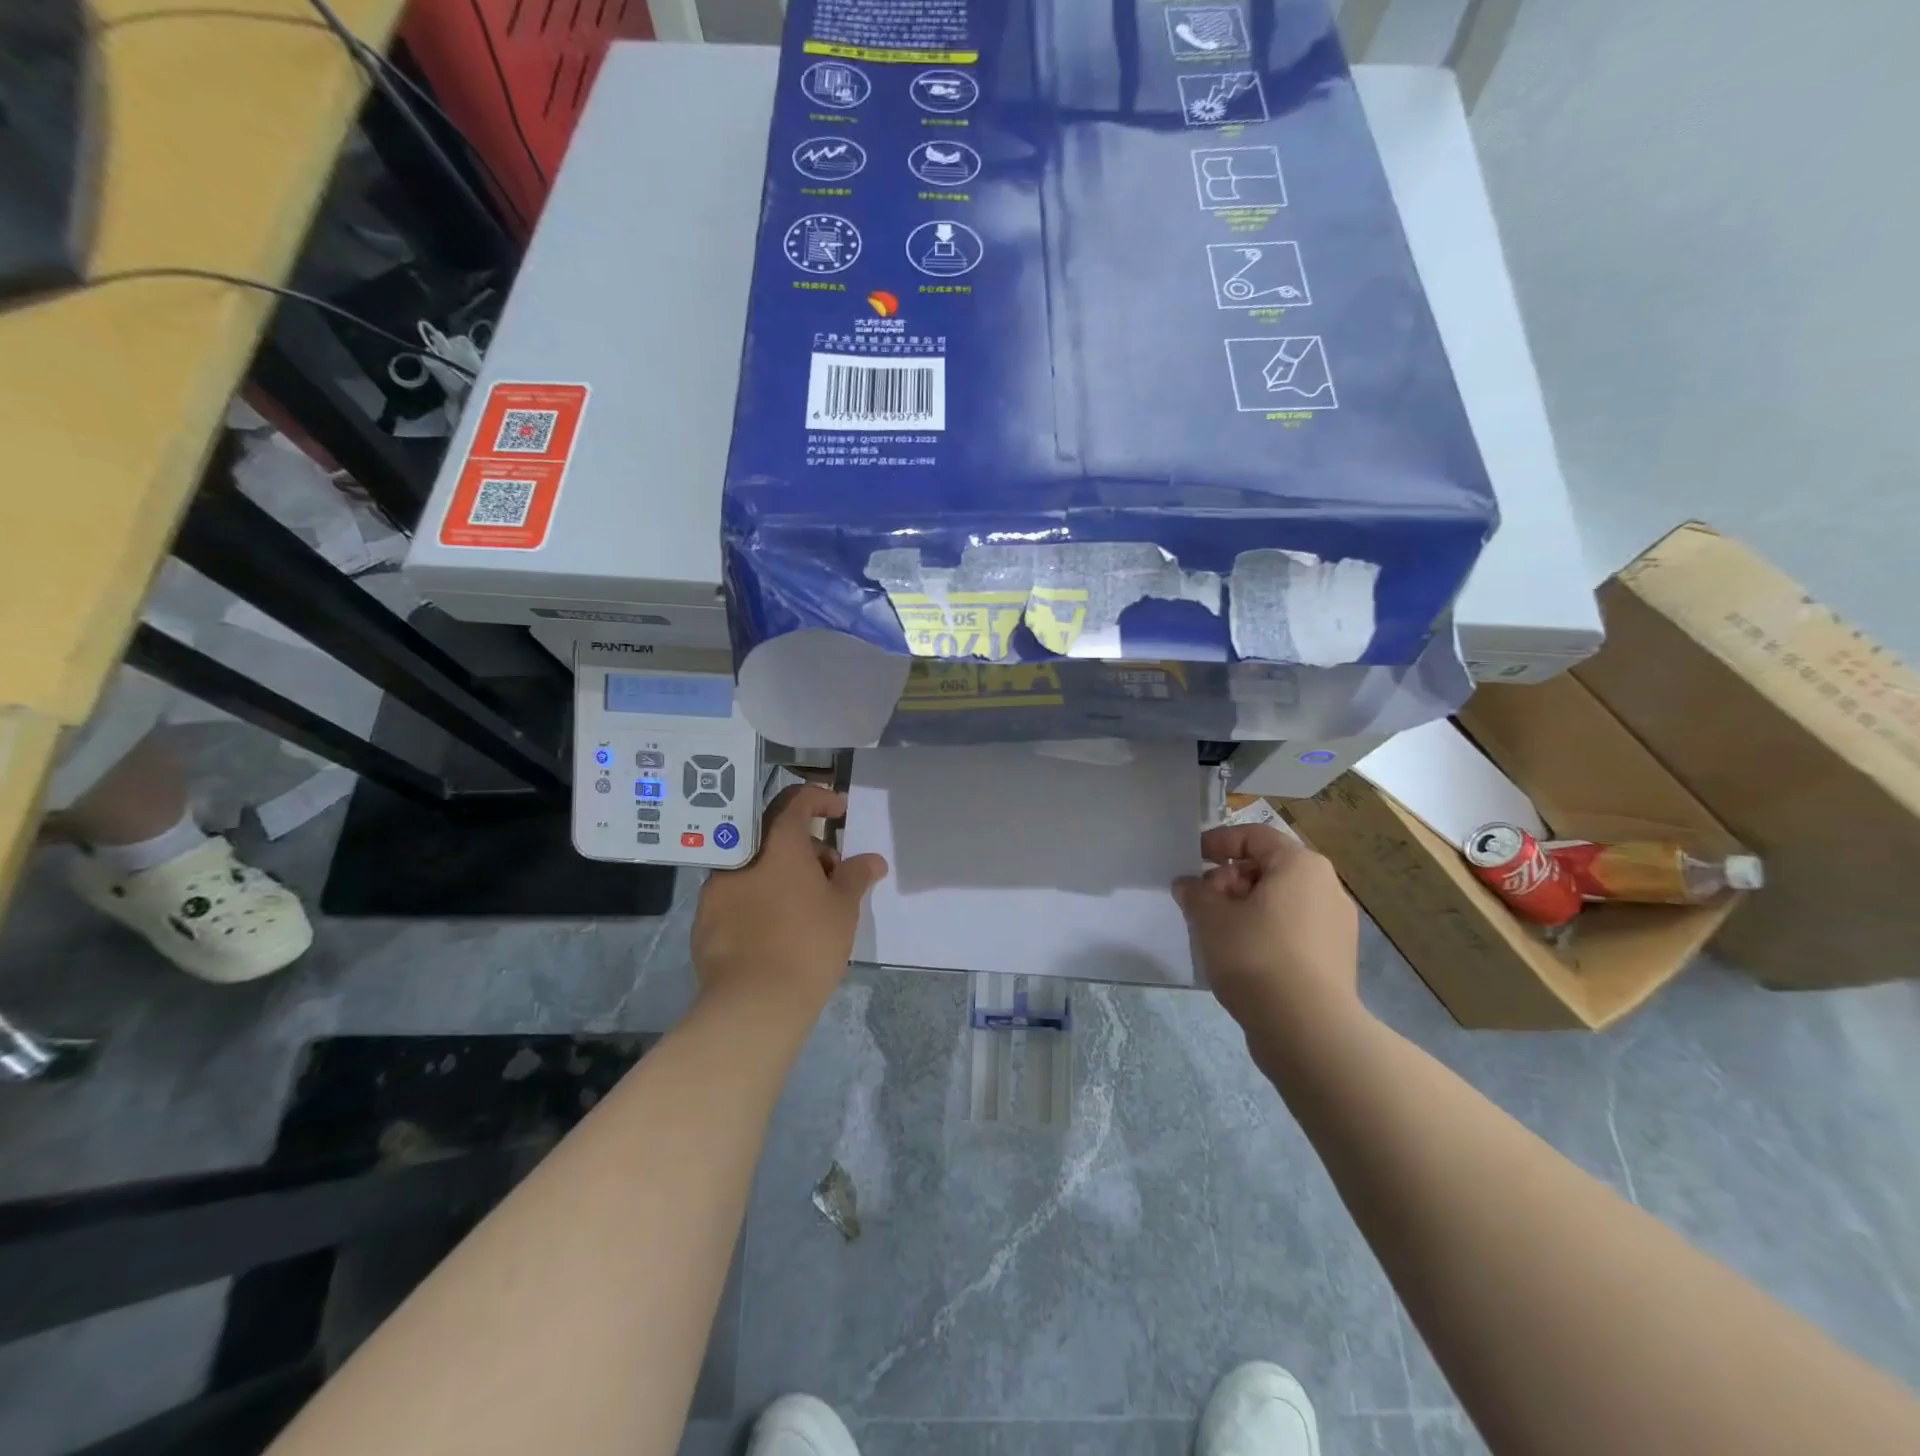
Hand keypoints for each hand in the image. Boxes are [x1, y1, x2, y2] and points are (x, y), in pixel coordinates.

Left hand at [691, 784, 887, 1019]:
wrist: (753, 1003)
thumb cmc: (808, 943)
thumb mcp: (844, 907)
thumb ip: (856, 875)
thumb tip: (872, 860)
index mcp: (777, 843)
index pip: (796, 800)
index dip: (821, 799)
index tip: (840, 813)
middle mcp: (740, 856)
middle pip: (775, 833)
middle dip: (807, 845)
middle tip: (832, 873)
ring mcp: (716, 888)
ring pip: (755, 865)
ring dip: (782, 872)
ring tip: (807, 904)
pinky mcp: (704, 920)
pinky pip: (738, 895)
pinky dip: (760, 898)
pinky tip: (777, 929)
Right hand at [1173, 823, 1361, 1033]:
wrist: (1307, 1029)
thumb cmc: (1256, 956)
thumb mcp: (1211, 918)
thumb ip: (1195, 893)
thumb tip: (1188, 885)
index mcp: (1300, 865)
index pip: (1254, 837)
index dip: (1218, 843)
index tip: (1192, 860)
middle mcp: (1326, 887)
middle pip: (1268, 868)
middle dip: (1229, 880)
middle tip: (1201, 903)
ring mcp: (1336, 926)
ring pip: (1280, 902)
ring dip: (1244, 908)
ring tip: (1216, 932)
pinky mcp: (1335, 959)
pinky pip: (1293, 930)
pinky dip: (1265, 932)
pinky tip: (1241, 957)